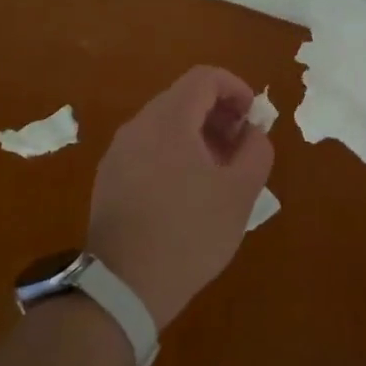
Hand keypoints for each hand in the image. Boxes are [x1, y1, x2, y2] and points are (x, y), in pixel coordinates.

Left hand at [88, 66, 272, 329]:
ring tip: (220, 172)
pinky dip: (175, 153)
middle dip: (219, 114)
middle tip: (242, 147)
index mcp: (168, 121)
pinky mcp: (109, 179)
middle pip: (183, 98)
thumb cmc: (190, 234)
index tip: (254, 119)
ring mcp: (118, 153)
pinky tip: (188, 192)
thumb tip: (252, 133)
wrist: (123, 287)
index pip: (205, 78)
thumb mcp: (240, 193)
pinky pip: (148, 148)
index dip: (236, 89)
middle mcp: (137, 126)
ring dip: (198, 135)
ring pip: (165, 124)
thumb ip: (256, 150)